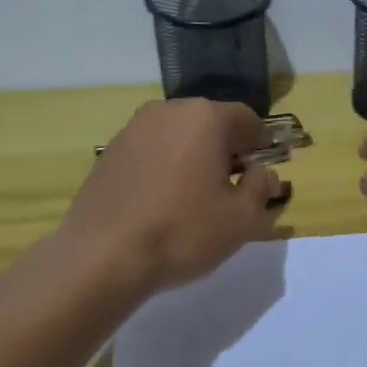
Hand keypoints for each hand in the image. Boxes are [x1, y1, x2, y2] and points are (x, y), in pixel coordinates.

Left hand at [62, 99, 282, 295]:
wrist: (102, 256)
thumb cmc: (183, 231)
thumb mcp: (241, 218)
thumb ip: (261, 187)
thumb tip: (264, 172)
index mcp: (205, 117)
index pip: (246, 118)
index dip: (260, 141)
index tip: (264, 166)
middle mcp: (168, 111)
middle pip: (209, 121)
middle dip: (226, 146)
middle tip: (233, 182)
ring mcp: (133, 129)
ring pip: (178, 134)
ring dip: (193, 154)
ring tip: (196, 193)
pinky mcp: (109, 151)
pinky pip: (151, 150)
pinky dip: (165, 165)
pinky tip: (163, 199)